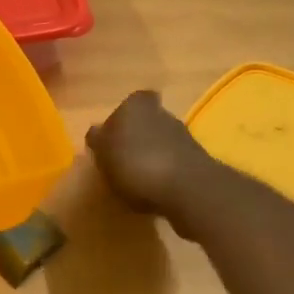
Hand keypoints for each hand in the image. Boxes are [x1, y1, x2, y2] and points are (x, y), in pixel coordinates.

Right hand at [85, 90, 220, 234]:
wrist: (186, 189)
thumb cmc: (135, 163)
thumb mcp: (103, 151)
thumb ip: (97, 139)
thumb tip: (96, 131)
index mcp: (136, 105)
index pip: (129, 103)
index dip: (121, 119)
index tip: (113, 137)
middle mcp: (163, 113)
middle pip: (146, 122)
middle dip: (136, 137)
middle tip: (121, 159)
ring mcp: (183, 137)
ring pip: (160, 142)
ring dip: (151, 156)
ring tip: (136, 180)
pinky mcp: (197, 161)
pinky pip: (172, 163)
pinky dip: (164, 173)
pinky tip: (154, 190)